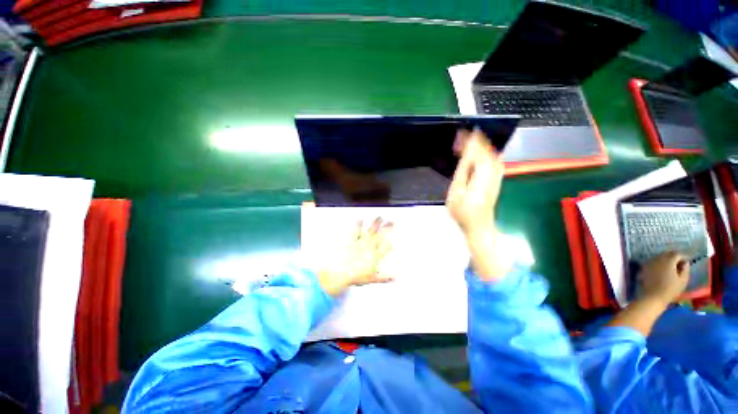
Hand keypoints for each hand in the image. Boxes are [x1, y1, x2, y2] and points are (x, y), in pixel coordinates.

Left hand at [317, 217, 393, 295]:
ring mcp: (361, 242)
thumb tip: (393, 279)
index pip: (386, 247)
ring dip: (375, 223)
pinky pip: (356, 230)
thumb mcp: (371, 279)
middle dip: (387, 228)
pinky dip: (358, 224)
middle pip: (381, 235)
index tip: (393, 241)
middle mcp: (370, 247)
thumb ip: (384, 278)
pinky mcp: (352, 240)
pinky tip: (360, 219)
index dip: (391, 243)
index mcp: (375, 256)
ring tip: (379, 218)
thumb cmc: (356, 276)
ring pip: (370, 230)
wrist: (341, 273)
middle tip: (392, 222)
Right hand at [446, 128, 502, 234]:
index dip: (470, 140)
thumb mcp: (456, 191)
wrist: (479, 226)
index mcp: (483, 173)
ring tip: (468, 142)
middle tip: (461, 136)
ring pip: (492, 153)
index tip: (460, 132)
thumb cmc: (463, 211)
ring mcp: (497, 176)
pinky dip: (485, 153)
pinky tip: (479, 153)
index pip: (478, 149)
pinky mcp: (496, 180)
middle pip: (487, 149)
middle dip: (475, 140)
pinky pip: (493, 160)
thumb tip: (466, 153)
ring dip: (481, 145)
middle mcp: (494, 171)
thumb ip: (462, 170)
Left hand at [638, 252, 689, 304]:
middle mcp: (657, 259)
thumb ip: (685, 269)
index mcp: (668, 260)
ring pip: (659, 257)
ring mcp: (649, 262)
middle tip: (679, 264)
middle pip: (667, 254)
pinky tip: (662, 270)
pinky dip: (658, 263)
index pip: (677, 254)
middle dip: (674, 257)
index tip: (686, 263)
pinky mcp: (644, 267)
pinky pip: (653, 262)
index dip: (682, 257)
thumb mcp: (683, 280)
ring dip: (666, 260)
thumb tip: (685, 262)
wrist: (653, 296)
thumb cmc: (670, 289)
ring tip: (671, 268)